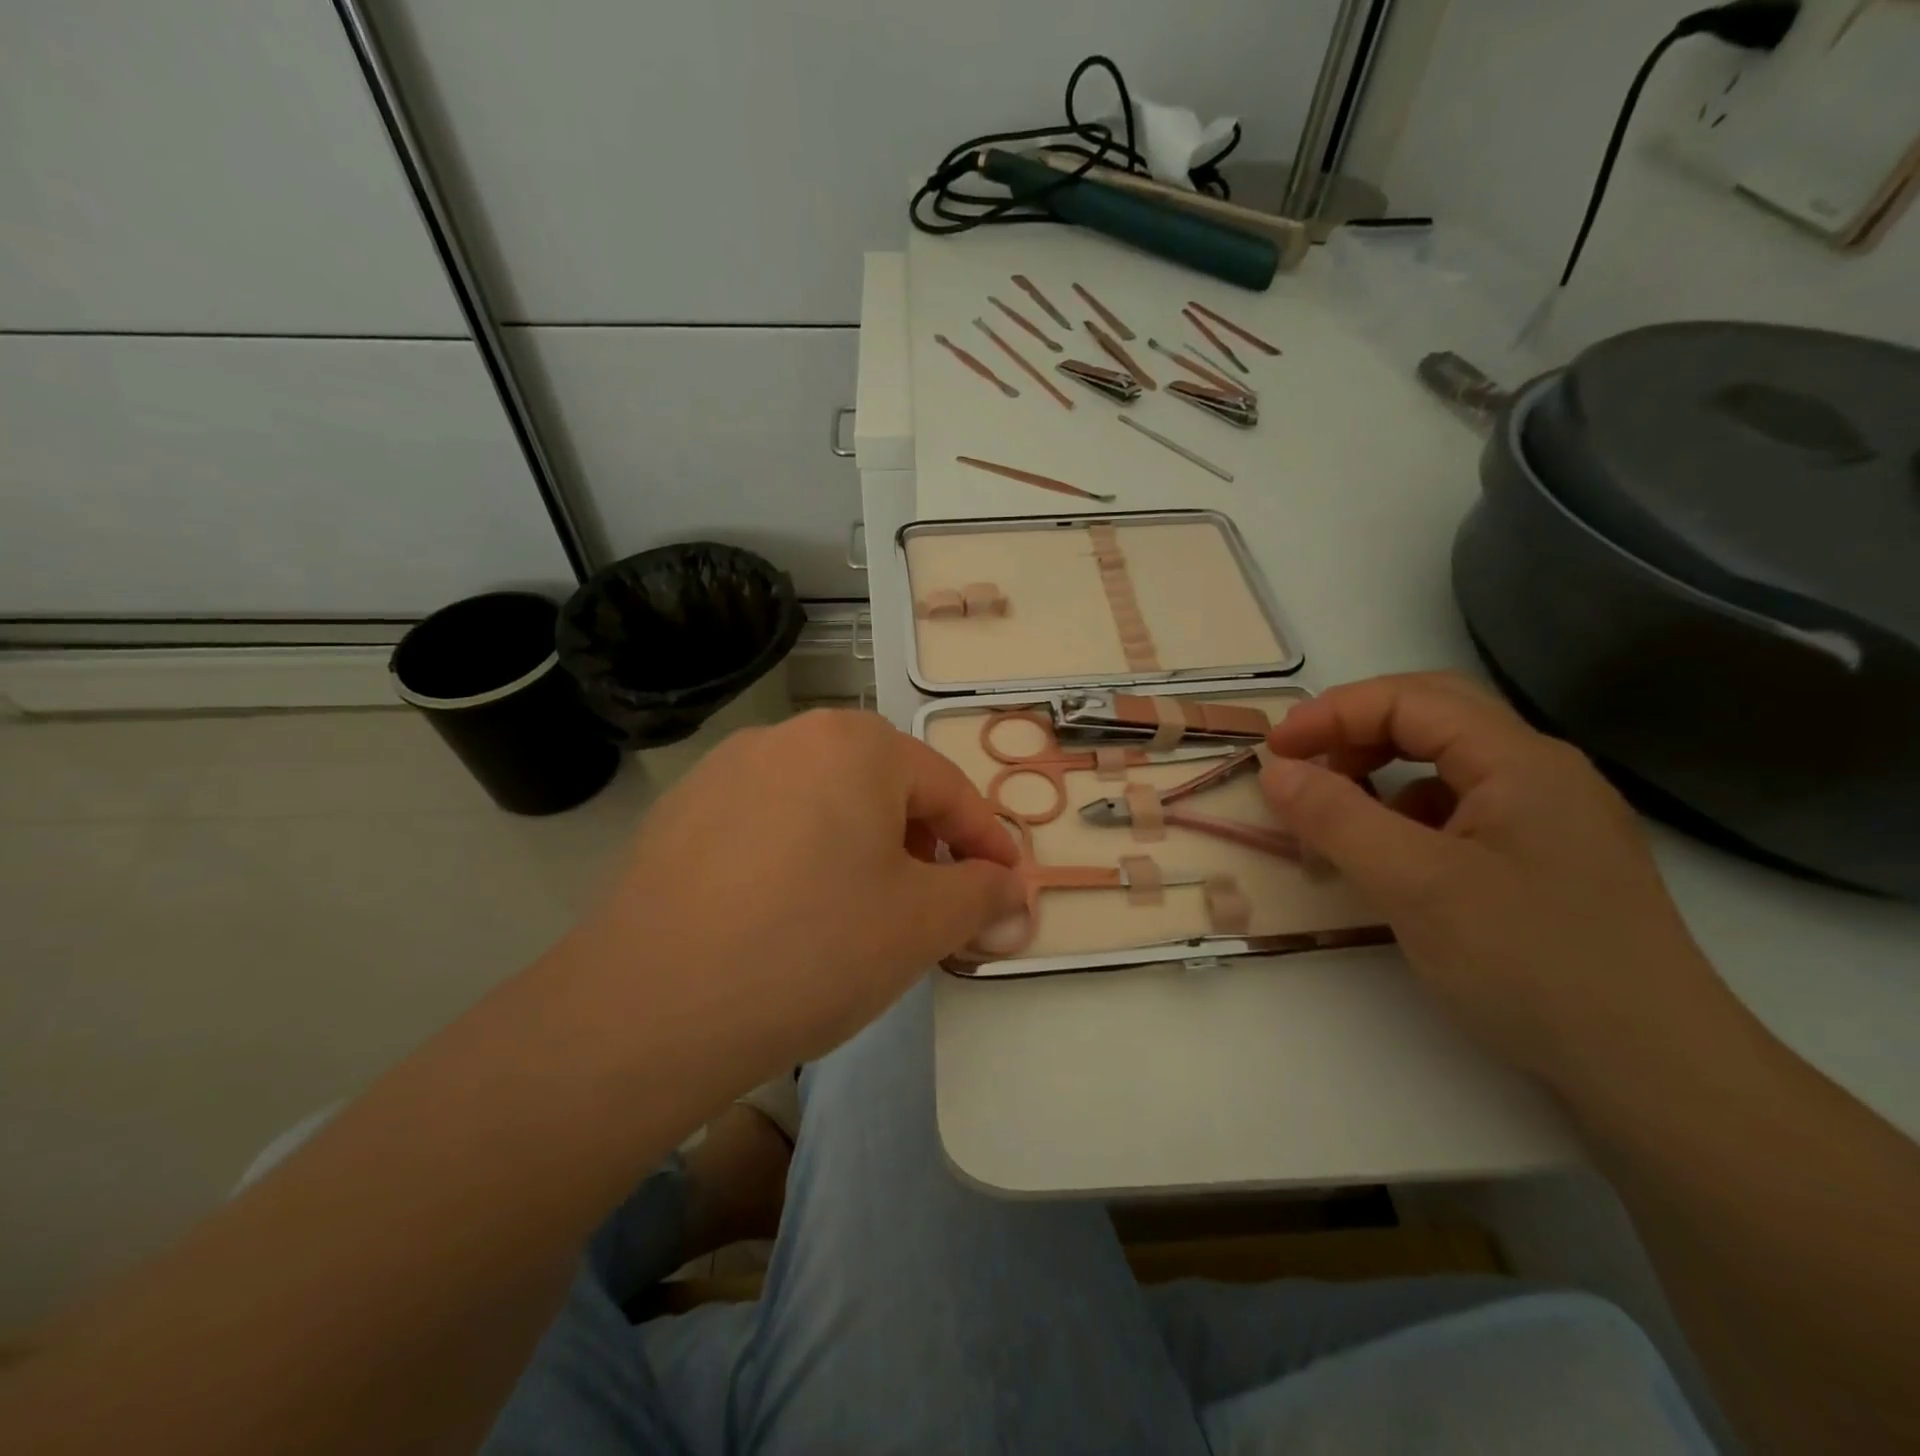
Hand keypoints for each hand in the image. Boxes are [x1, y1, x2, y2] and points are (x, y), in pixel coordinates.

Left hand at [562, 710, 1022, 1080]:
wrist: (650, 1008)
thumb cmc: (813, 947)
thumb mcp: (922, 924)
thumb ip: (983, 895)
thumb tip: (1014, 893)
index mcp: (854, 743)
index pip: (946, 788)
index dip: (985, 841)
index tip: (1006, 886)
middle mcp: (787, 737)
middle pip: (882, 788)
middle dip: (921, 845)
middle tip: (933, 905)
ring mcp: (723, 771)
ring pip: (822, 804)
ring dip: (860, 849)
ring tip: (861, 913)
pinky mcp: (679, 814)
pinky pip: (767, 824)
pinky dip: (800, 857)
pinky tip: (787, 915)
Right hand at [1260, 673, 1727, 1093]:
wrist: (1656, 1074)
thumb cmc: (1531, 963)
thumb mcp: (1415, 885)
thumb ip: (1336, 818)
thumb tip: (1274, 770)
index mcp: (1521, 760)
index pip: (1410, 699)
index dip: (1332, 714)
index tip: (1273, 752)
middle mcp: (1541, 774)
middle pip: (1431, 719)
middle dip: (1355, 733)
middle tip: (1301, 768)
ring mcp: (1548, 819)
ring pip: (1445, 767)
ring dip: (1379, 778)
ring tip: (1334, 822)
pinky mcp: (1544, 862)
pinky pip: (1460, 814)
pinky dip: (1407, 820)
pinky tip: (1389, 863)